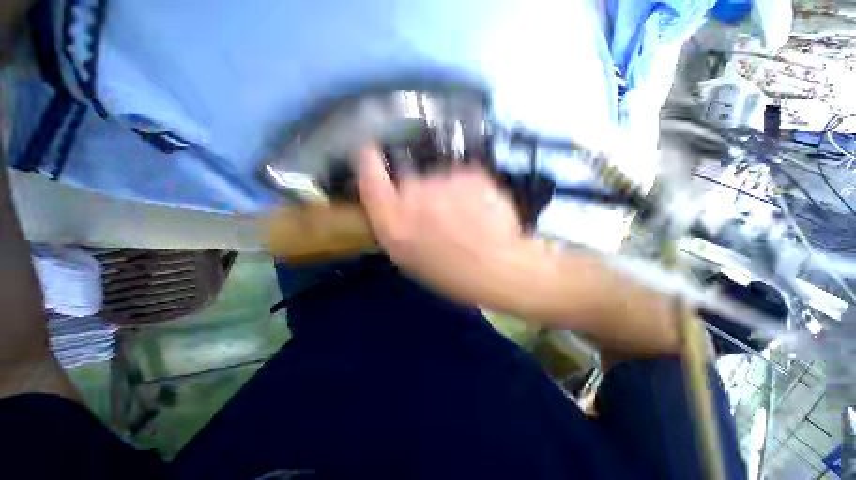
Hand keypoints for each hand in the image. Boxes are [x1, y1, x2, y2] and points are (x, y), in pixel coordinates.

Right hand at [356, 146, 531, 309]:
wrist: (499, 267)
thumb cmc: (451, 273)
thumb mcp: (411, 258)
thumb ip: (397, 227)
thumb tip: (398, 206)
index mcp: (393, 221)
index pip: (369, 175)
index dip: (369, 160)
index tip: (371, 152)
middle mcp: (413, 194)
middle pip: (408, 179)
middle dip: (419, 193)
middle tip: (438, 215)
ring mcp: (443, 180)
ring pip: (438, 179)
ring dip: (446, 193)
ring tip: (464, 218)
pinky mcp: (469, 173)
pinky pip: (462, 178)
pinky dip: (467, 190)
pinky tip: (479, 210)